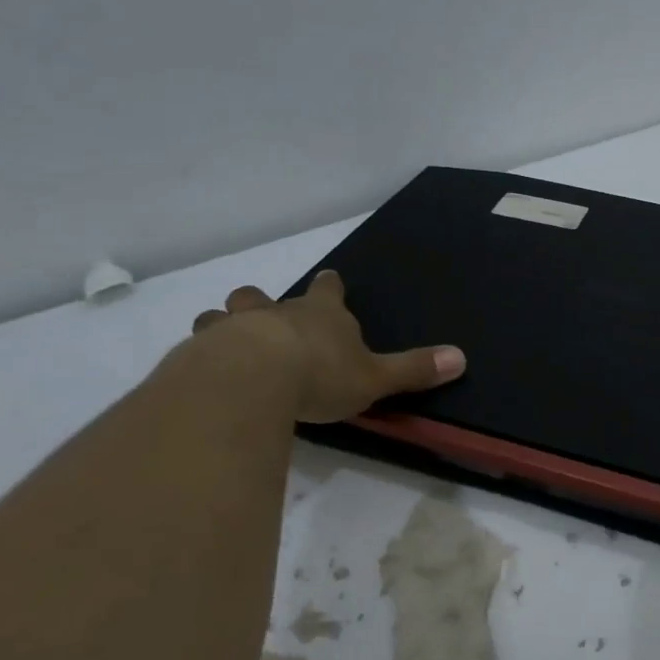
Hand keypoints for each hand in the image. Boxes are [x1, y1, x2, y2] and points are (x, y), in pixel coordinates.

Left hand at [190, 270, 465, 422]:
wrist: (252, 380)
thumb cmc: (320, 374)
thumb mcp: (375, 377)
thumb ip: (414, 369)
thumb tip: (461, 358)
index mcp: (321, 315)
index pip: (328, 291)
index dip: (330, 286)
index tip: (329, 279)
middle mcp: (275, 313)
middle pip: (262, 297)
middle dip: (262, 303)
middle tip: (263, 313)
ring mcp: (233, 330)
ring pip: (222, 316)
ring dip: (224, 325)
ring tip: (224, 342)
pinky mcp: (200, 353)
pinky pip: (197, 348)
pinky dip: (201, 355)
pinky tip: (202, 373)